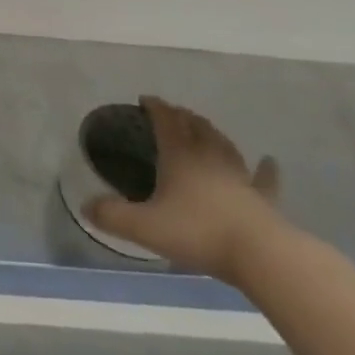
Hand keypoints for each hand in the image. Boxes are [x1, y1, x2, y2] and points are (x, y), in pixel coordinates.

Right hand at [84, 96, 283, 285]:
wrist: (261, 256)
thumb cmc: (198, 232)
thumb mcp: (143, 226)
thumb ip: (111, 215)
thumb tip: (86, 206)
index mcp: (179, 156)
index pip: (166, 121)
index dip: (155, 107)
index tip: (145, 99)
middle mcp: (209, 157)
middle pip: (196, 127)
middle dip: (183, 116)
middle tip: (173, 112)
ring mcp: (240, 177)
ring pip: (224, 145)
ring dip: (212, 133)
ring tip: (204, 127)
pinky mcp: (263, 199)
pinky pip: (263, 178)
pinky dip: (265, 168)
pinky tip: (269, 161)